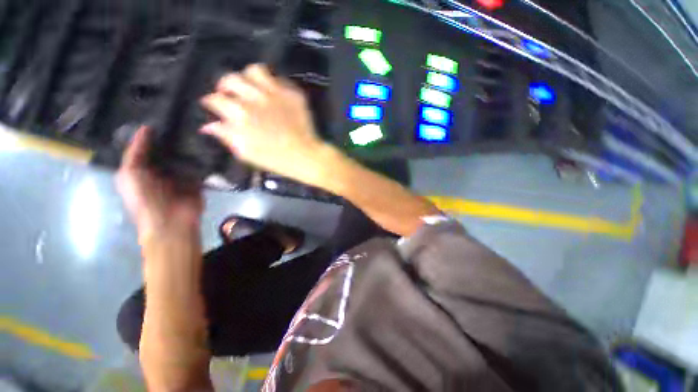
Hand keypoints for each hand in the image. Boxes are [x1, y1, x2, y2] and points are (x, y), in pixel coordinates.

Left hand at [116, 126, 202, 241]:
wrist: (171, 220)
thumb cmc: (145, 198)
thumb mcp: (130, 173)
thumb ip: (136, 151)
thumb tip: (145, 127)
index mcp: (142, 167)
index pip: (146, 145)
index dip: (151, 131)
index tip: (160, 113)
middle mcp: (161, 168)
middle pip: (167, 148)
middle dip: (173, 135)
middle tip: (182, 115)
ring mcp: (181, 173)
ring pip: (185, 155)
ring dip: (189, 144)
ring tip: (198, 124)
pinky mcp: (197, 178)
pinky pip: (200, 165)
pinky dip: (203, 156)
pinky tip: (209, 141)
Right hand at [200, 64, 333, 185]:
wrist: (305, 156)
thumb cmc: (275, 159)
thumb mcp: (245, 152)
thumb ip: (226, 135)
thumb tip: (208, 126)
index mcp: (240, 113)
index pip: (216, 99)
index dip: (211, 102)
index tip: (213, 106)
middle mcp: (255, 98)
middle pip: (231, 78)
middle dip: (224, 85)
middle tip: (229, 94)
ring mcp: (276, 93)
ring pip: (255, 71)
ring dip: (248, 78)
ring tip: (250, 88)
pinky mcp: (293, 94)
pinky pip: (279, 79)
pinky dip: (271, 84)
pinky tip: (271, 94)